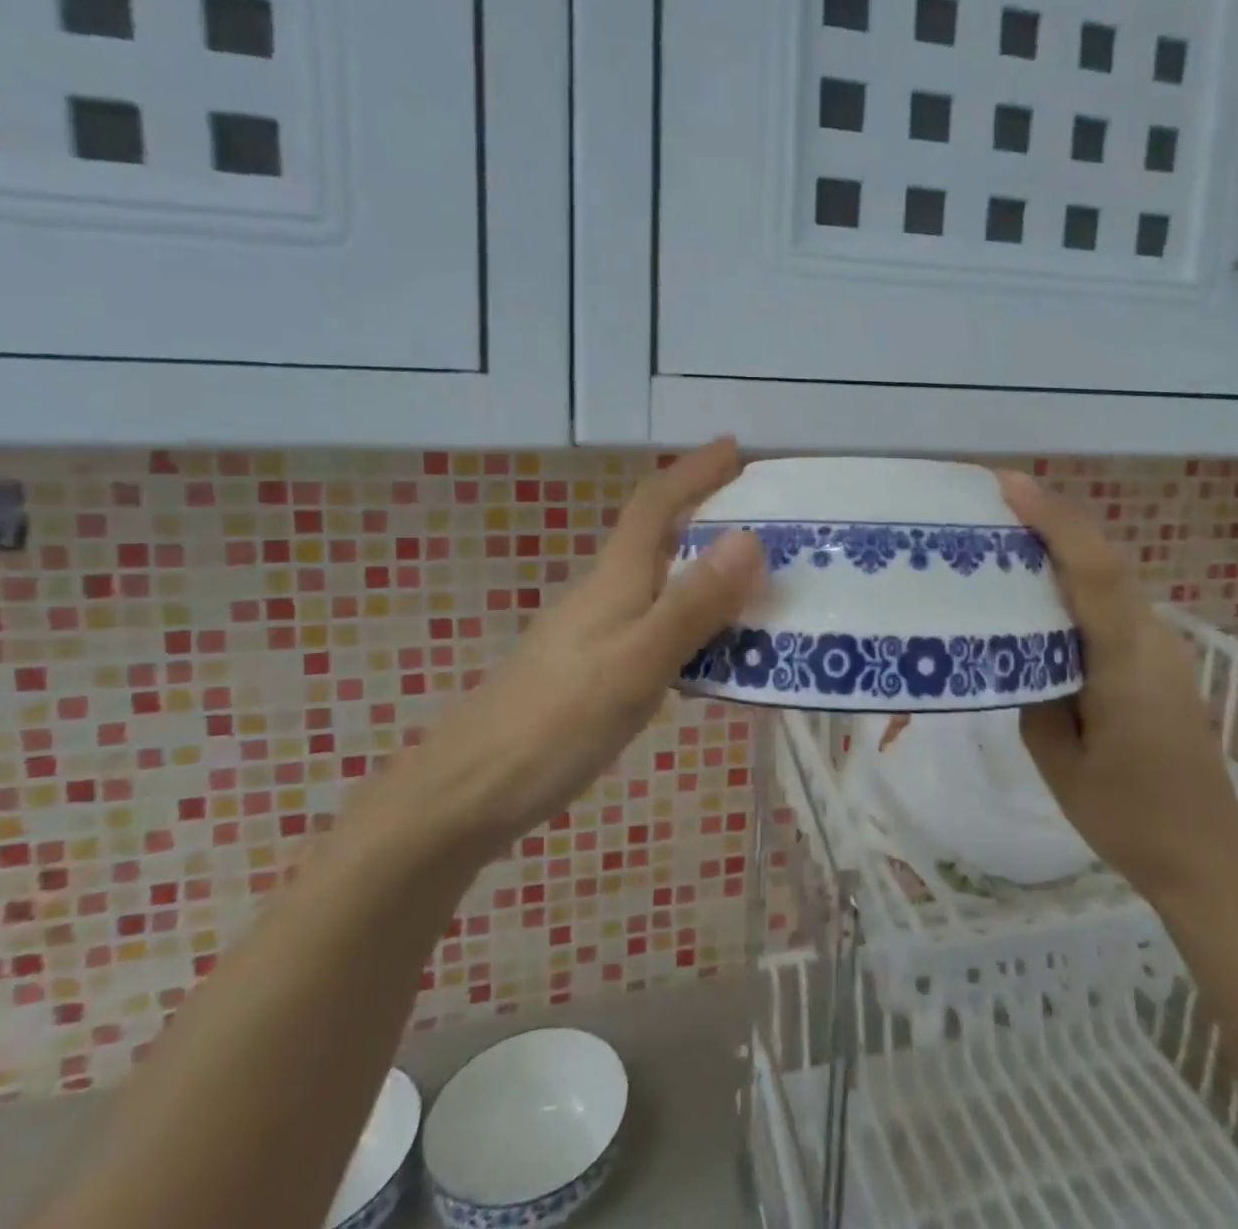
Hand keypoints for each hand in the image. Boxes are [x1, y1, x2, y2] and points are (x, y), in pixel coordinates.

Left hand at [393, 438, 763, 856]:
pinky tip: (714, 650)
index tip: (735, 446)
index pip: (655, 504)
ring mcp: (595, 632)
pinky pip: (657, 624)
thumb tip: (750, 538)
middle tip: (767, 520)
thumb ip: (694, 604)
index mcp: (615, 578)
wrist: (470, 792)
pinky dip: (693, 620)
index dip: (694, 470)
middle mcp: (604, 593)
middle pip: (660, 537)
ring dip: (707, 571)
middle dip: (709, 515)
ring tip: (758, 584)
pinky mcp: (593, 667)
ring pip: (661, 583)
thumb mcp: (638, 661)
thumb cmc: (557, 721)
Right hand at [999, 471, 1237, 895]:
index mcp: (1127, 661)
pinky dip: (1078, 587)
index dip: (1055, 520)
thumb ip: (1034, 693)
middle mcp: (1154, 639)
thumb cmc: (1127, 816)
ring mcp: (1164, 649)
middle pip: (1103, 562)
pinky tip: (1043, 601)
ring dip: (1064, 552)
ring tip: (1008, 542)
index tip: (1010, 485)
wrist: (1206, 857)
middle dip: (1052, 523)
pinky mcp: (1162, 662)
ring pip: (1110, 581)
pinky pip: (1114, 607)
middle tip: (994, 506)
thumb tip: (1021, 651)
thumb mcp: (1058, 760)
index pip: (1095, 571)